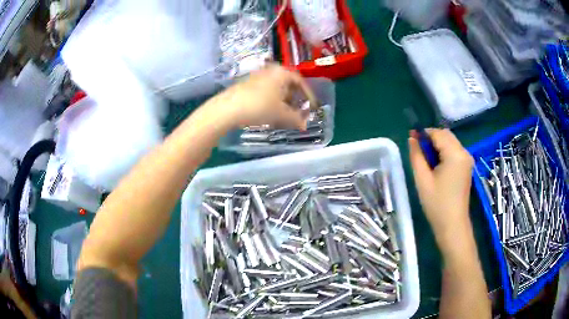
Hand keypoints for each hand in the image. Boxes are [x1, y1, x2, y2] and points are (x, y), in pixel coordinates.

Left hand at [212, 64, 316, 129]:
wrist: (227, 108)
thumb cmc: (259, 107)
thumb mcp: (281, 114)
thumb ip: (296, 119)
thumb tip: (305, 125)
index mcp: (282, 73)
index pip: (300, 82)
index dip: (308, 95)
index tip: (311, 106)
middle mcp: (270, 70)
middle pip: (287, 84)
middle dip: (294, 98)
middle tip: (298, 111)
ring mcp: (256, 76)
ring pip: (275, 88)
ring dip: (282, 100)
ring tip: (284, 114)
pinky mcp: (245, 84)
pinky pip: (264, 91)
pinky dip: (271, 100)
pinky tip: (268, 112)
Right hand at [408, 129, 473, 250]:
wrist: (453, 225)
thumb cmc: (437, 204)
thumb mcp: (422, 179)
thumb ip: (416, 155)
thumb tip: (412, 138)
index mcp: (455, 154)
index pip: (438, 134)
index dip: (423, 134)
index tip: (411, 140)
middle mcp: (464, 152)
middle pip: (446, 135)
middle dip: (431, 139)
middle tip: (419, 153)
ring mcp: (467, 159)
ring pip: (450, 142)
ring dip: (438, 145)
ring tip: (427, 161)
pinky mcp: (467, 167)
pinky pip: (454, 151)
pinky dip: (444, 152)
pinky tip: (437, 166)